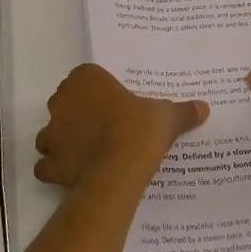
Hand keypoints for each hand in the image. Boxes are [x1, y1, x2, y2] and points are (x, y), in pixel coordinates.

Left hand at [35, 64, 208, 193]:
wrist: (119, 169)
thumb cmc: (140, 130)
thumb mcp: (166, 115)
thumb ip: (182, 110)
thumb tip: (204, 107)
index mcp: (86, 79)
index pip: (85, 77)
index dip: (97, 90)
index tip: (112, 103)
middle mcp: (62, 101)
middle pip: (65, 103)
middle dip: (78, 113)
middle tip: (104, 127)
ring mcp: (52, 133)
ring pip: (51, 133)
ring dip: (63, 141)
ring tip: (88, 152)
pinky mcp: (49, 163)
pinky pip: (47, 165)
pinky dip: (56, 170)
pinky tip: (74, 174)